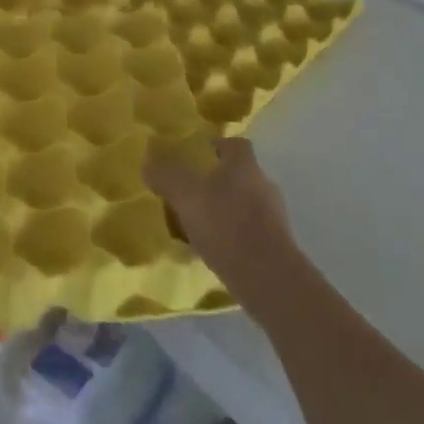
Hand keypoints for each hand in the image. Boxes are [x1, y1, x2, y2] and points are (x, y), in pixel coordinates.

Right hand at [145, 137, 303, 323]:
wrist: (268, 279)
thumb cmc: (226, 225)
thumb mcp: (185, 196)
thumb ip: (166, 176)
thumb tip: (147, 160)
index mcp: (244, 165)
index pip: (233, 144)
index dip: (213, 147)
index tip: (192, 159)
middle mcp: (263, 184)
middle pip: (237, 174)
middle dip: (214, 182)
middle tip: (188, 193)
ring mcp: (273, 216)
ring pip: (242, 204)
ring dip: (222, 210)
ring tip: (195, 225)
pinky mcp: (276, 245)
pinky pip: (247, 231)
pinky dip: (231, 235)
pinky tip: (212, 249)